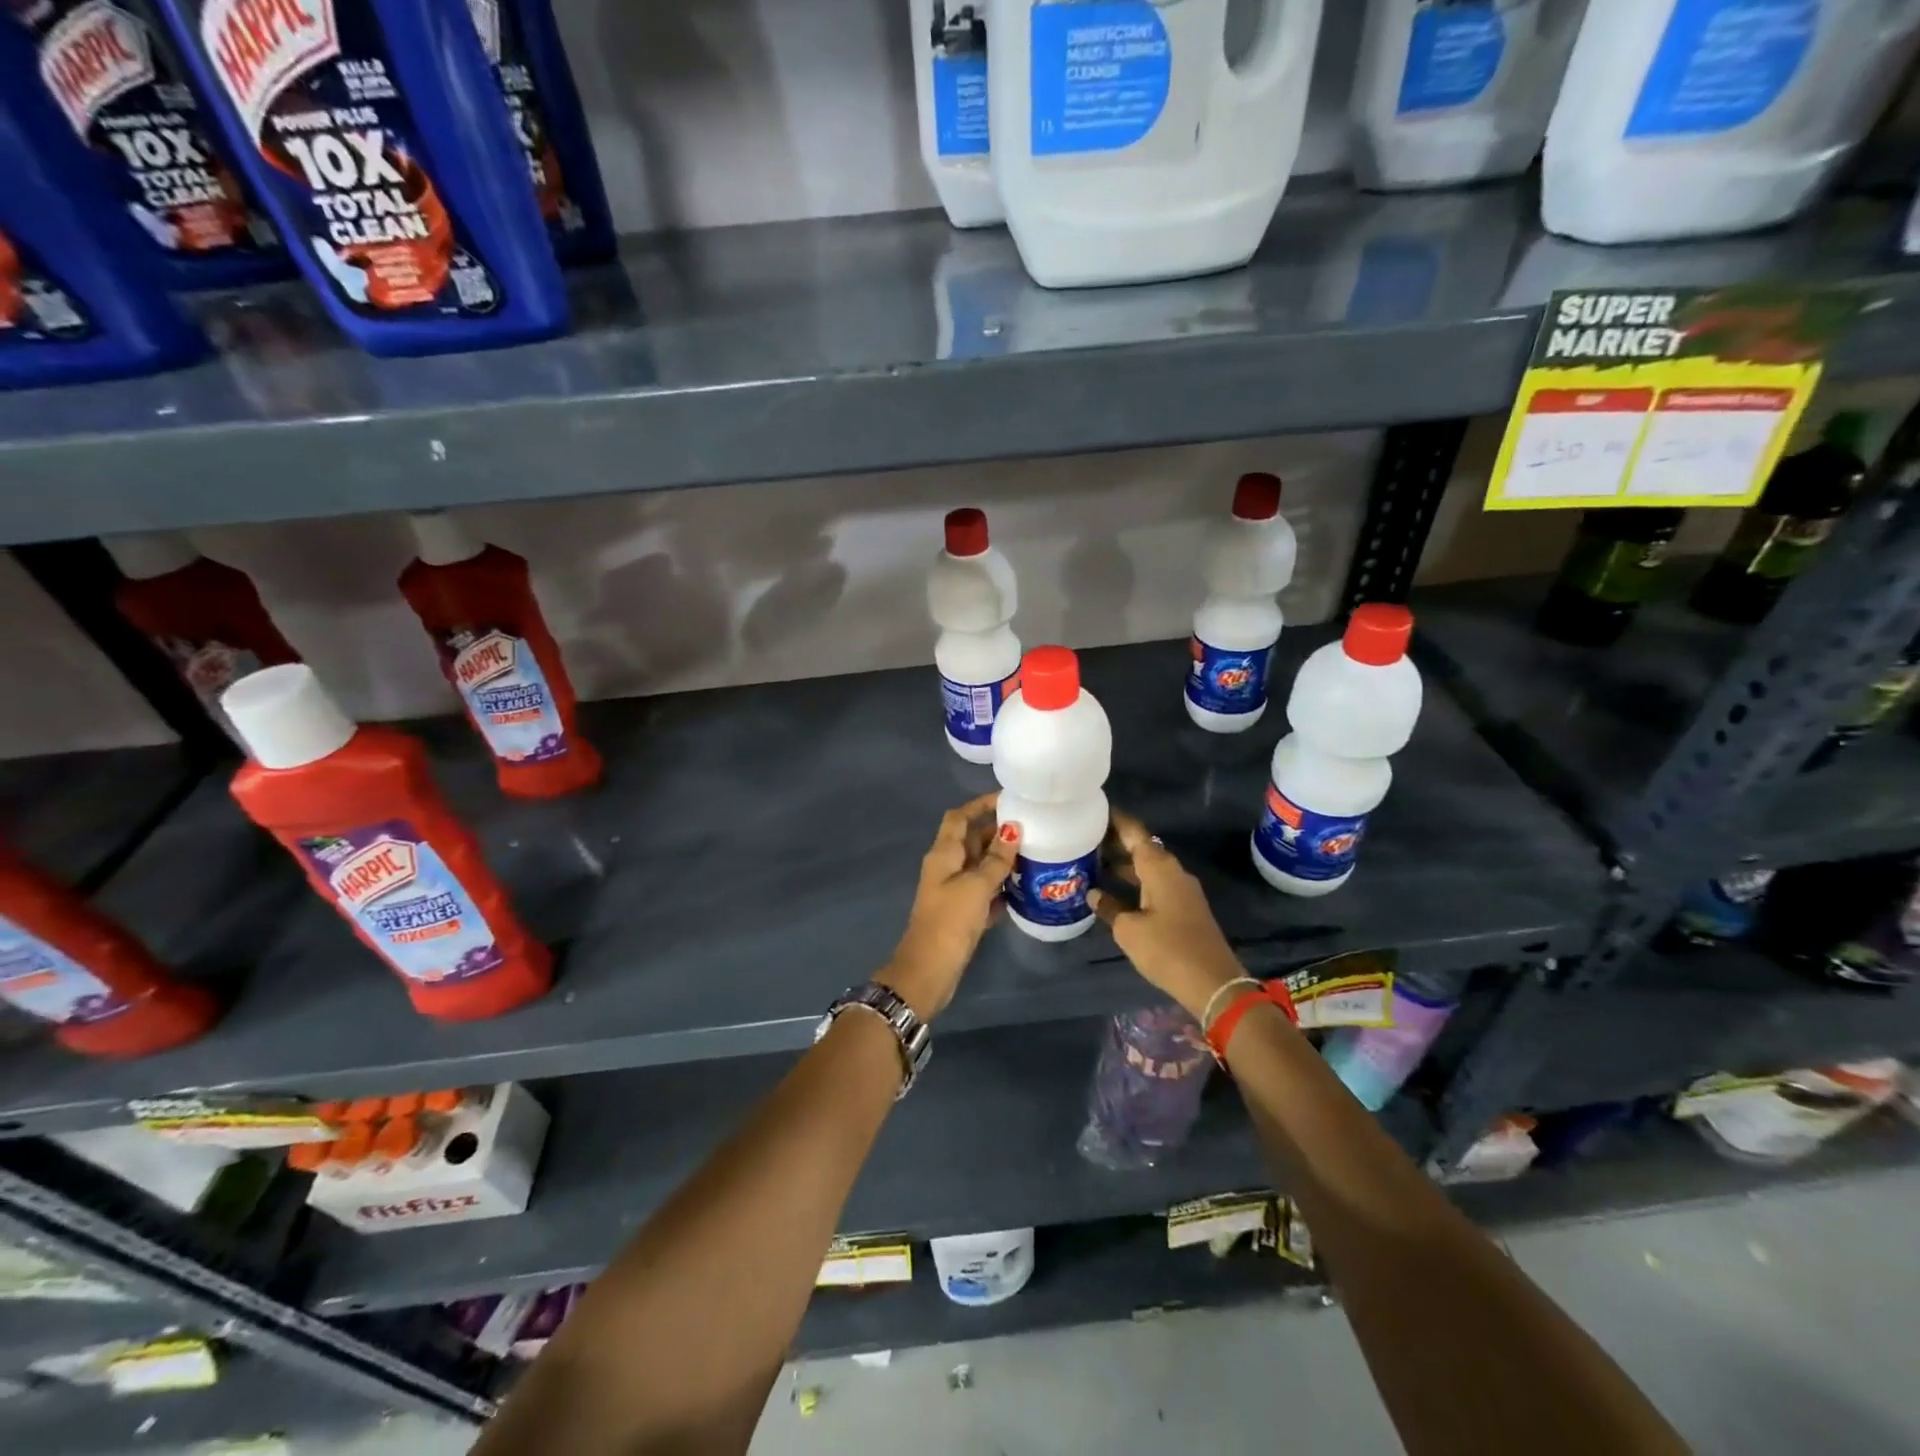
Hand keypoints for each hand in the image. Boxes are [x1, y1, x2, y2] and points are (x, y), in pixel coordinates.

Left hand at [881, 793, 1020, 1020]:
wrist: (929, 970)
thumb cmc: (950, 921)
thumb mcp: (976, 886)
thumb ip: (996, 859)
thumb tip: (1013, 829)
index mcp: (943, 854)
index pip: (960, 818)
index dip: (980, 805)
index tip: (1008, 799)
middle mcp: (946, 867)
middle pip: (972, 840)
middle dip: (998, 833)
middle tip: (1032, 828)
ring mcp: (953, 891)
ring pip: (980, 867)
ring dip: (1002, 861)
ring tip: (1034, 855)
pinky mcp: (962, 914)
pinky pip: (984, 892)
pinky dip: (1000, 888)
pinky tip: (1024, 889)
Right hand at [1089, 810, 1247, 1021]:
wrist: (1213, 982)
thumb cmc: (1167, 949)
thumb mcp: (1129, 930)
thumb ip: (1109, 907)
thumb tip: (1094, 894)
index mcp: (1159, 867)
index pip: (1134, 832)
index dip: (1114, 820)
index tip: (1093, 809)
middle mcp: (1172, 871)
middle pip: (1141, 847)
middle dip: (1114, 842)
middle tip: (1083, 839)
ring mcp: (1181, 890)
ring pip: (1148, 867)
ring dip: (1123, 864)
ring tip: (1092, 863)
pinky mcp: (1185, 907)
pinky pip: (1155, 883)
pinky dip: (1134, 881)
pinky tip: (1114, 891)